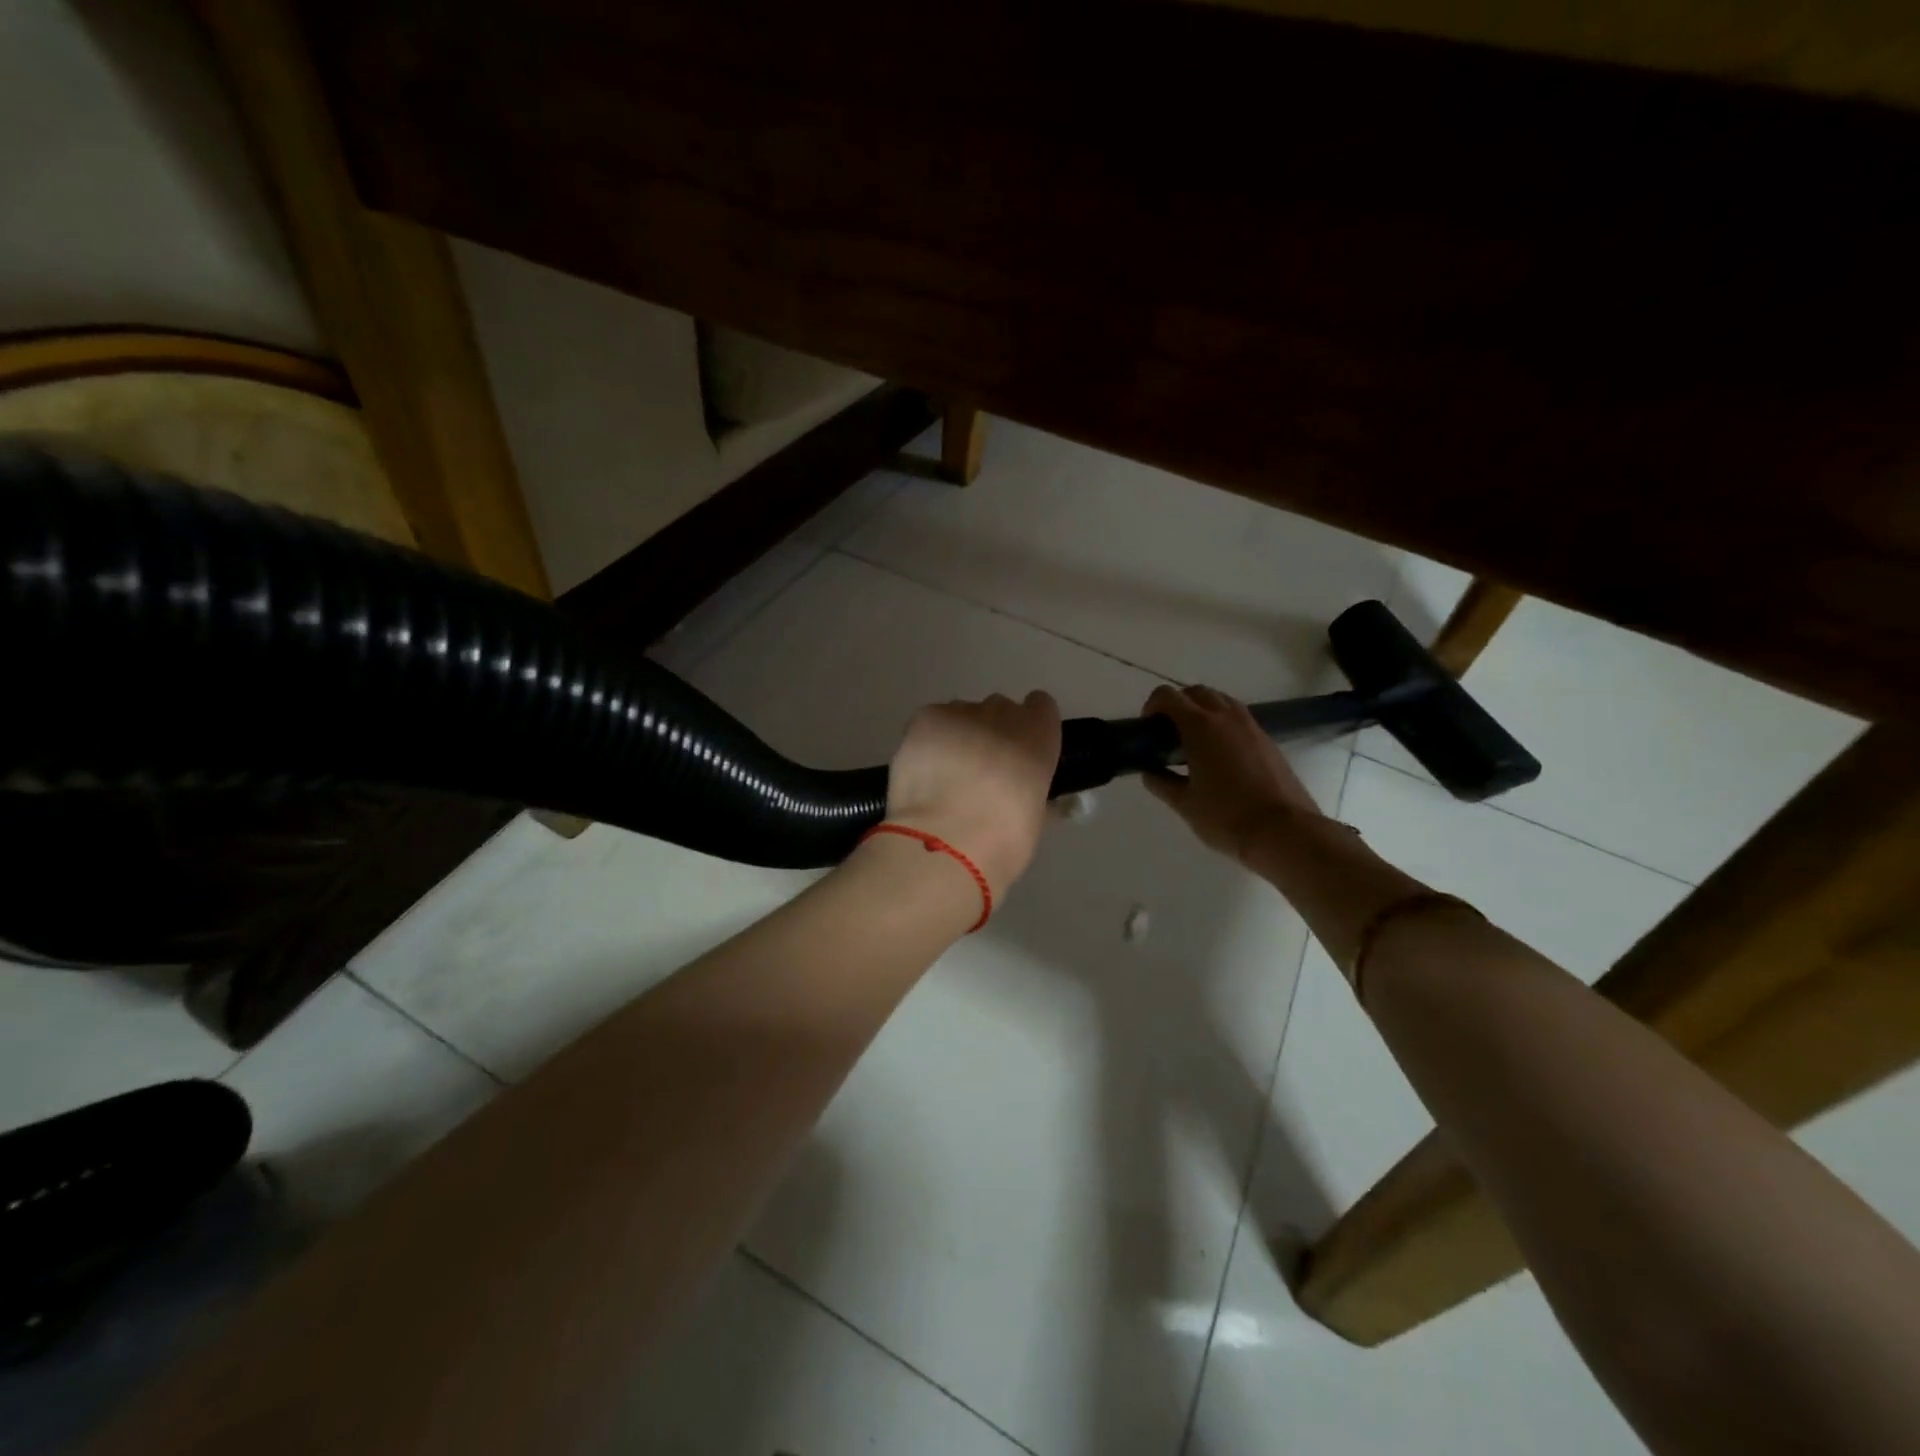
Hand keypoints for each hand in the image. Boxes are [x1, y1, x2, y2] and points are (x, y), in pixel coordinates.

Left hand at [883, 692, 1061, 895]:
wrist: (946, 842)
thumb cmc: (1002, 841)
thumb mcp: (1034, 821)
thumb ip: (1033, 796)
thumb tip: (1028, 797)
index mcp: (1039, 737)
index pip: (1040, 707)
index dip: (1029, 726)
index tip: (1020, 751)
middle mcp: (1003, 715)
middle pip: (998, 710)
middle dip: (991, 733)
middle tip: (979, 772)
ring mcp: (961, 713)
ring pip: (962, 714)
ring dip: (958, 736)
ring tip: (945, 775)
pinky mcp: (925, 720)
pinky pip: (931, 722)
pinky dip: (928, 741)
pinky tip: (924, 770)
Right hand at [1141, 685, 1322, 863]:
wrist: (1284, 831)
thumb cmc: (1226, 817)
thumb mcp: (1184, 804)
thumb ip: (1162, 782)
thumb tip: (1150, 771)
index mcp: (1200, 727)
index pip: (1168, 696)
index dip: (1152, 706)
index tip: (1148, 729)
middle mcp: (1226, 717)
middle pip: (1196, 692)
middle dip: (1178, 704)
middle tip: (1168, 735)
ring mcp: (1251, 726)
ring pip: (1221, 701)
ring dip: (1202, 711)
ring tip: (1194, 743)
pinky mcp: (1267, 740)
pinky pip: (1238, 718)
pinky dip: (1223, 724)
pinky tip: (1219, 756)